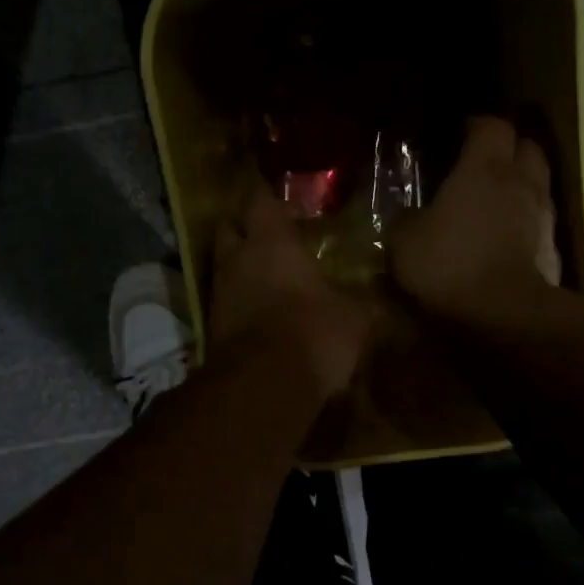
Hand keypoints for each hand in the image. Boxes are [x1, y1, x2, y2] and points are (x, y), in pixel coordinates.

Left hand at [210, 185, 369, 396]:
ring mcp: (219, 293)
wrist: (262, 387)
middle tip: (270, 236)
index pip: (259, 199)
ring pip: (224, 265)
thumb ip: (359, 301)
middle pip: (228, 227)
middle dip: (245, 227)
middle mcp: (237, 259)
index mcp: (271, 242)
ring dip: (241, 267)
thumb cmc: (312, 333)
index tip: (287, 204)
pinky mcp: (212, 326)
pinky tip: (262, 311)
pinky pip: (225, 300)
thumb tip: (372, 299)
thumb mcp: (354, 317)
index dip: (270, 197)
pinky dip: (240, 300)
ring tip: (269, 277)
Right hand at [389, 116, 560, 322]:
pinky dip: (526, 222)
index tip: (460, 132)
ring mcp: (543, 216)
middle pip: (527, 147)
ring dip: (521, 185)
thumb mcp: (404, 240)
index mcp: (484, 169)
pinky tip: (508, 238)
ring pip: (539, 184)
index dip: (477, 125)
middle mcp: (521, 183)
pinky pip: (541, 223)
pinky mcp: (553, 250)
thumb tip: (411, 216)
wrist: (502, 314)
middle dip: (509, 148)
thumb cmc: (448, 264)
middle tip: (484, 161)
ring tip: (497, 200)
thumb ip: (407, 219)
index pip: (491, 126)